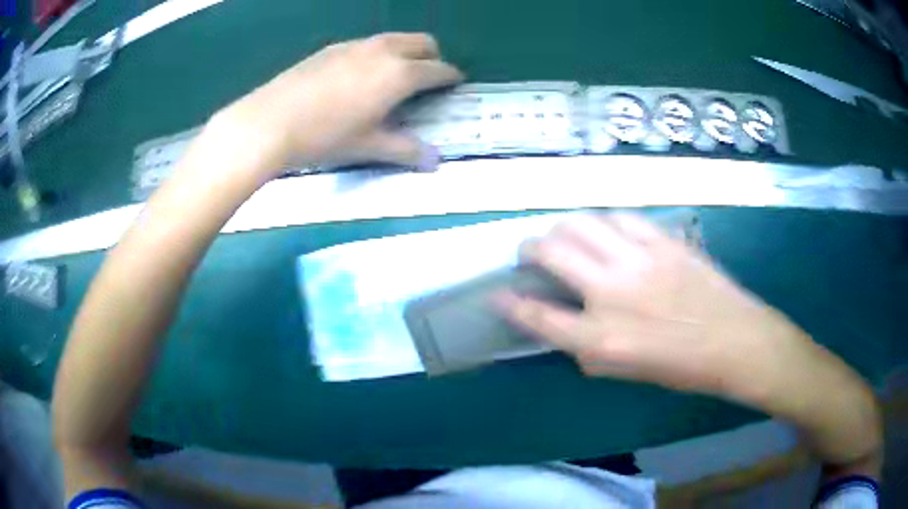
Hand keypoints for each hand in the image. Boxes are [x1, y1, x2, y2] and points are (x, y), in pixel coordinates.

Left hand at [218, 33, 462, 174]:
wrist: (270, 122)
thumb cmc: (326, 136)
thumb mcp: (369, 147)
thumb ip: (406, 150)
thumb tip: (435, 162)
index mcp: (400, 74)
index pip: (438, 69)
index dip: (451, 77)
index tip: (455, 84)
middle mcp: (383, 51)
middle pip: (422, 42)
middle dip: (432, 57)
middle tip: (426, 79)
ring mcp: (355, 45)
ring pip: (394, 39)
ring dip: (405, 52)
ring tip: (393, 77)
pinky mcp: (332, 48)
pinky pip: (367, 44)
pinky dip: (377, 54)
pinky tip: (358, 77)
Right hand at [495, 213, 812, 399]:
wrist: (735, 341)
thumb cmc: (681, 367)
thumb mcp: (626, 372)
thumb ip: (588, 350)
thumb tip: (566, 329)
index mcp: (600, 338)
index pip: (536, 316)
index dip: (509, 302)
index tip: (497, 292)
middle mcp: (611, 293)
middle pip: (551, 251)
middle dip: (529, 248)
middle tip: (531, 253)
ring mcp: (638, 260)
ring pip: (582, 222)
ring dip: (564, 228)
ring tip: (567, 237)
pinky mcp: (662, 240)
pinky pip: (621, 217)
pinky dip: (604, 222)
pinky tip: (607, 231)